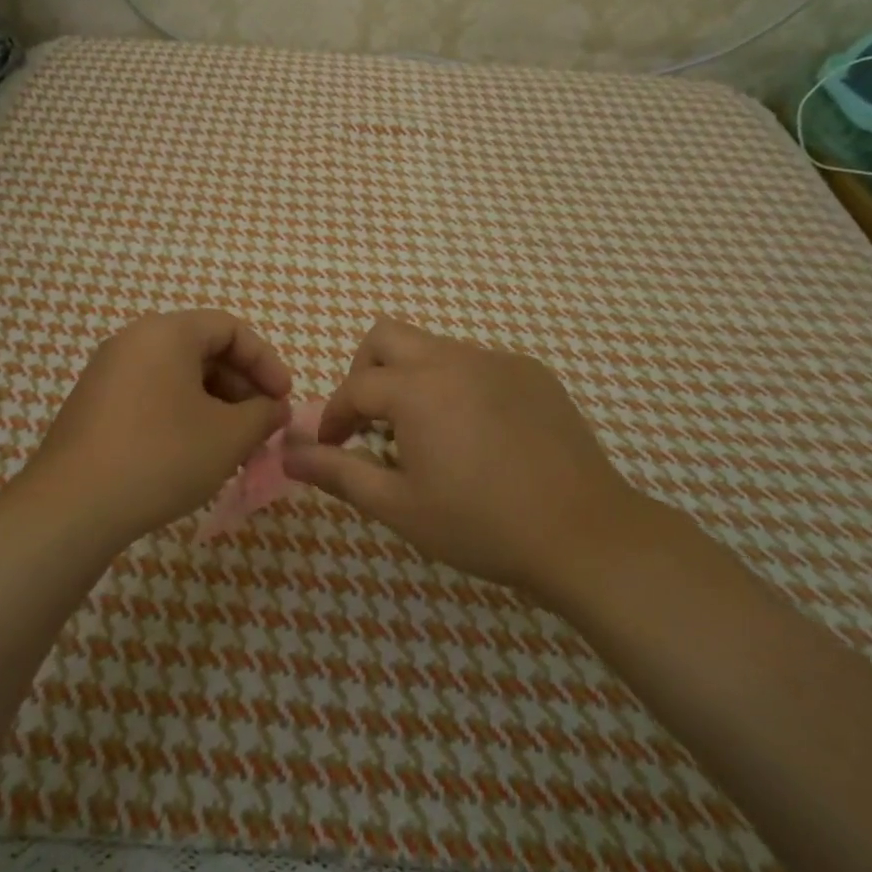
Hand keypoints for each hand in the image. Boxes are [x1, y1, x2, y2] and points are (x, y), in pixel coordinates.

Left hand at [19, 310, 292, 544]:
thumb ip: (263, 414)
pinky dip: (182, 415)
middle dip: (241, 388)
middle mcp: (133, 341)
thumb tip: (275, 408)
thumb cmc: (162, 456)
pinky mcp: (94, 405)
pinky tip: (195, 455)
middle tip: (261, 427)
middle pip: (202, 350)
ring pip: (177, 377)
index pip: (230, 328)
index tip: (283, 400)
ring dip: (214, 406)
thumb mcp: (229, 436)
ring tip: (233, 448)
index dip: (266, 361)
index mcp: (166, 333)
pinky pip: (151, 395)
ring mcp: (107, 373)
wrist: (72, 506)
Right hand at [282, 318, 639, 593]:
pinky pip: (478, 364)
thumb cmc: (481, 525)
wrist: (584, 534)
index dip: (333, 417)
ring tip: (426, 435)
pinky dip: (458, 386)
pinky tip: (478, 435)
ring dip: (413, 379)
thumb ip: (338, 472)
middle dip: (365, 372)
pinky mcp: (533, 374)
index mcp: (416, 389)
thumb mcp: (399, 506)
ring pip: (434, 348)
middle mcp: (454, 359)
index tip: (330, 448)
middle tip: (372, 423)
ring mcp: (499, 361)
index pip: (354, 387)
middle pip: (387, 337)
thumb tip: (286, 452)